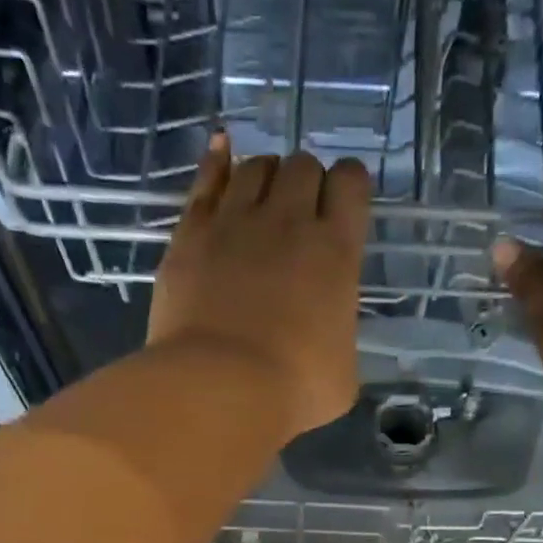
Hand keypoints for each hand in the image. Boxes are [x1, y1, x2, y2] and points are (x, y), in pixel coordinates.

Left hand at [149, 135, 371, 437]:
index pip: (351, 183)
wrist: (219, 389)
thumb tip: (327, 335)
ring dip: (265, 177)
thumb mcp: (343, 375)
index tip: (343, 206)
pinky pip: (206, 180)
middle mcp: (288, 221)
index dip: (349, 187)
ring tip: (261, 201)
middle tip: (298, 217)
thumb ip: (339, 337)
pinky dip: (217, 162)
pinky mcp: (191, 233)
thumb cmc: (292, 391)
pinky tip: (222, 151)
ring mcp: (235, 222)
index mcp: (336, 251)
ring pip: (255, 167)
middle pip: (302, 166)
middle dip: (306, 183)